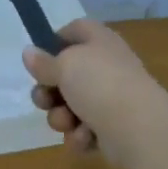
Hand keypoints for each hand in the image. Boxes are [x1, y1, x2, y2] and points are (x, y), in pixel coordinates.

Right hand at [23, 18, 163, 157]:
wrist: (138, 129)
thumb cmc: (100, 84)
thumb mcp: (65, 65)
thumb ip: (44, 62)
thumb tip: (29, 52)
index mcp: (100, 42)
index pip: (76, 30)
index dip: (55, 40)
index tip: (39, 58)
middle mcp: (106, 67)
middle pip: (67, 74)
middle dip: (49, 91)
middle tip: (44, 100)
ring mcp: (111, 99)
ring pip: (71, 106)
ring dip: (61, 117)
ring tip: (67, 122)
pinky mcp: (112, 129)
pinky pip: (84, 130)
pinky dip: (80, 136)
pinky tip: (85, 138)